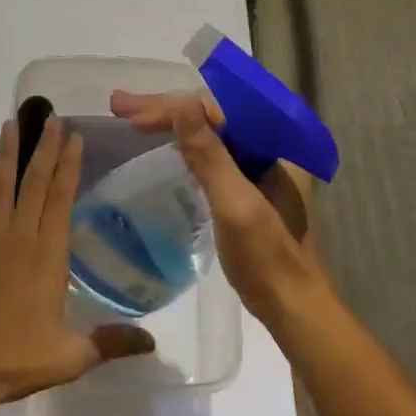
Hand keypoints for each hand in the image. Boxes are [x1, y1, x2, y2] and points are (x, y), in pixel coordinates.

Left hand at [0, 117, 154, 415]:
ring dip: (7, 153)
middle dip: (45, 148)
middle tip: (52, 118)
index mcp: (48, 255)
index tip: (75, 137)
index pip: (62, 199)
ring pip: (0, 186)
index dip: (69, 165)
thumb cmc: (16, 360)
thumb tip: (154, 342)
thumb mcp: (72, 357)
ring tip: (11, 123)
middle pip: (35, 183)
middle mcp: (20, 236)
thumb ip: (112, 342)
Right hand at [109, 89, 329, 331]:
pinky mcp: (248, 188)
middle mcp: (270, 147)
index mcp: (275, 143)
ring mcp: (259, 168)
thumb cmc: (267, 260)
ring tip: (131, 117)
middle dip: (166, 110)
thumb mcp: (234, 204)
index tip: (130, 115)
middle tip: (119, 105)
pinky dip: (184, 147)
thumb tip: (181, 101)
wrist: (295, 314)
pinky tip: (162, 145)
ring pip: (209, 132)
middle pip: (211, 116)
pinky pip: (211, 153)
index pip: (215, 108)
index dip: (170, 108)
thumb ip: (209, 153)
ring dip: (171, 124)